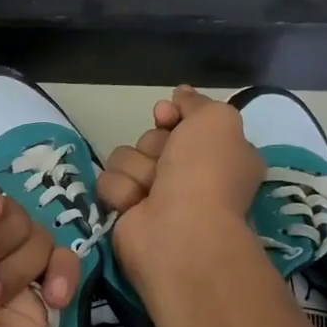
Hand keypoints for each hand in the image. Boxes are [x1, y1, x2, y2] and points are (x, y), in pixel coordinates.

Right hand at [101, 86, 263, 286]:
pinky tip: (135, 206)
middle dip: (154, 146)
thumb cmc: (206, 174)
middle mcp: (189, 176)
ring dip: (136, 170)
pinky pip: (109, 183)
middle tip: (168, 165)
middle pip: (151, 138)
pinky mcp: (126, 213)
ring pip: (125, 158)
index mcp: (218, 155)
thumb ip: (196, 103)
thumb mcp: (217, 120)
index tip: (165, 115)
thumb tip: (180, 94)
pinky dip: (121, 191)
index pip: (183, 122)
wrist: (180, 231)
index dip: (173, 115)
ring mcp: (156, 196)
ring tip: (150, 191)